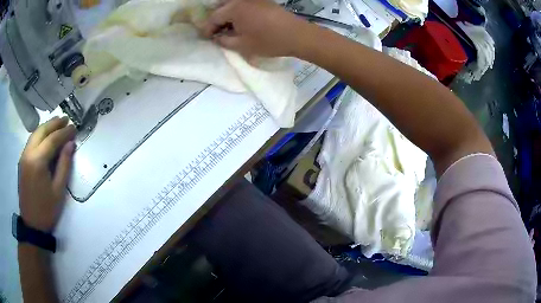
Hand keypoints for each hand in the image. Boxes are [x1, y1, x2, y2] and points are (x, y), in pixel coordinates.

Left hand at [18, 116, 75, 232]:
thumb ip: (64, 165)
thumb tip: (71, 144)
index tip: (74, 127)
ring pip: (35, 134)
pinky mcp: (21, 161)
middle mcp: (28, 154)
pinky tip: (45, 137)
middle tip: (66, 119)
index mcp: (38, 162)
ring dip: (46, 127)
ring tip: (57, 124)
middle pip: (41, 131)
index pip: (52, 140)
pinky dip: (39, 135)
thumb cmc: (47, 210)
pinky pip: (31, 142)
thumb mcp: (59, 191)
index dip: (64, 132)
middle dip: (54, 123)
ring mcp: (23, 157)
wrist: (32, 225)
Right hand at [201, 0, 310, 57]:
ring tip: (229, 29)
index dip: (208, 29)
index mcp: (234, 9)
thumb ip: (224, 41)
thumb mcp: (242, 45)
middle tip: (217, 33)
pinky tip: (241, 23)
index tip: (206, 38)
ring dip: (227, 16)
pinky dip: (238, 12)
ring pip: (233, 5)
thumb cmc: (268, 41)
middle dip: (216, 20)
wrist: (297, 35)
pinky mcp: (263, 1)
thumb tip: (216, 37)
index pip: (214, 17)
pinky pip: (244, 5)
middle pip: (222, 7)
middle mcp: (242, 0)